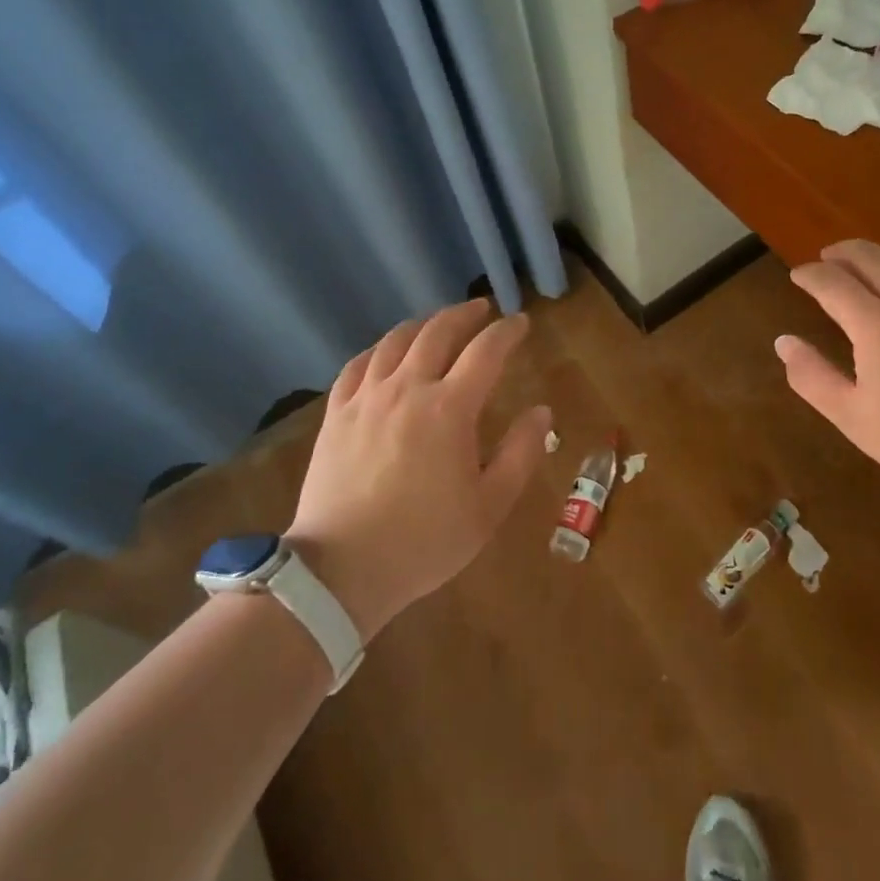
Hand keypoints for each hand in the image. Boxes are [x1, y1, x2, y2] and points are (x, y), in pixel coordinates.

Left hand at [286, 299, 549, 639]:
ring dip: (423, 324)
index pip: (486, 351)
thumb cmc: (424, 540)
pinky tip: (386, 353)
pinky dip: (379, 349)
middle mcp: (408, 388)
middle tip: (481, 310)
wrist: (341, 570)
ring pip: (396, 341)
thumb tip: (542, 411)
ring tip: (437, 323)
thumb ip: (521, 453)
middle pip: (438, 332)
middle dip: (464, 315)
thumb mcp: (489, 506)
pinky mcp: (337, 413)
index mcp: (449, 408)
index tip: (520, 323)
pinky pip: (358, 364)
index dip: (506, 331)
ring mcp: (367, 397)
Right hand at [776, 240, 879, 494]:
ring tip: (870, 266)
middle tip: (827, 260)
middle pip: (870, 255)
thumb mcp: (854, 417)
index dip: (809, 274)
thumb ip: (812, 377)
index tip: (797, 276)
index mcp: (875, 322)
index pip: (831, 281)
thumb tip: (784, 342)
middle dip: (841, 253)